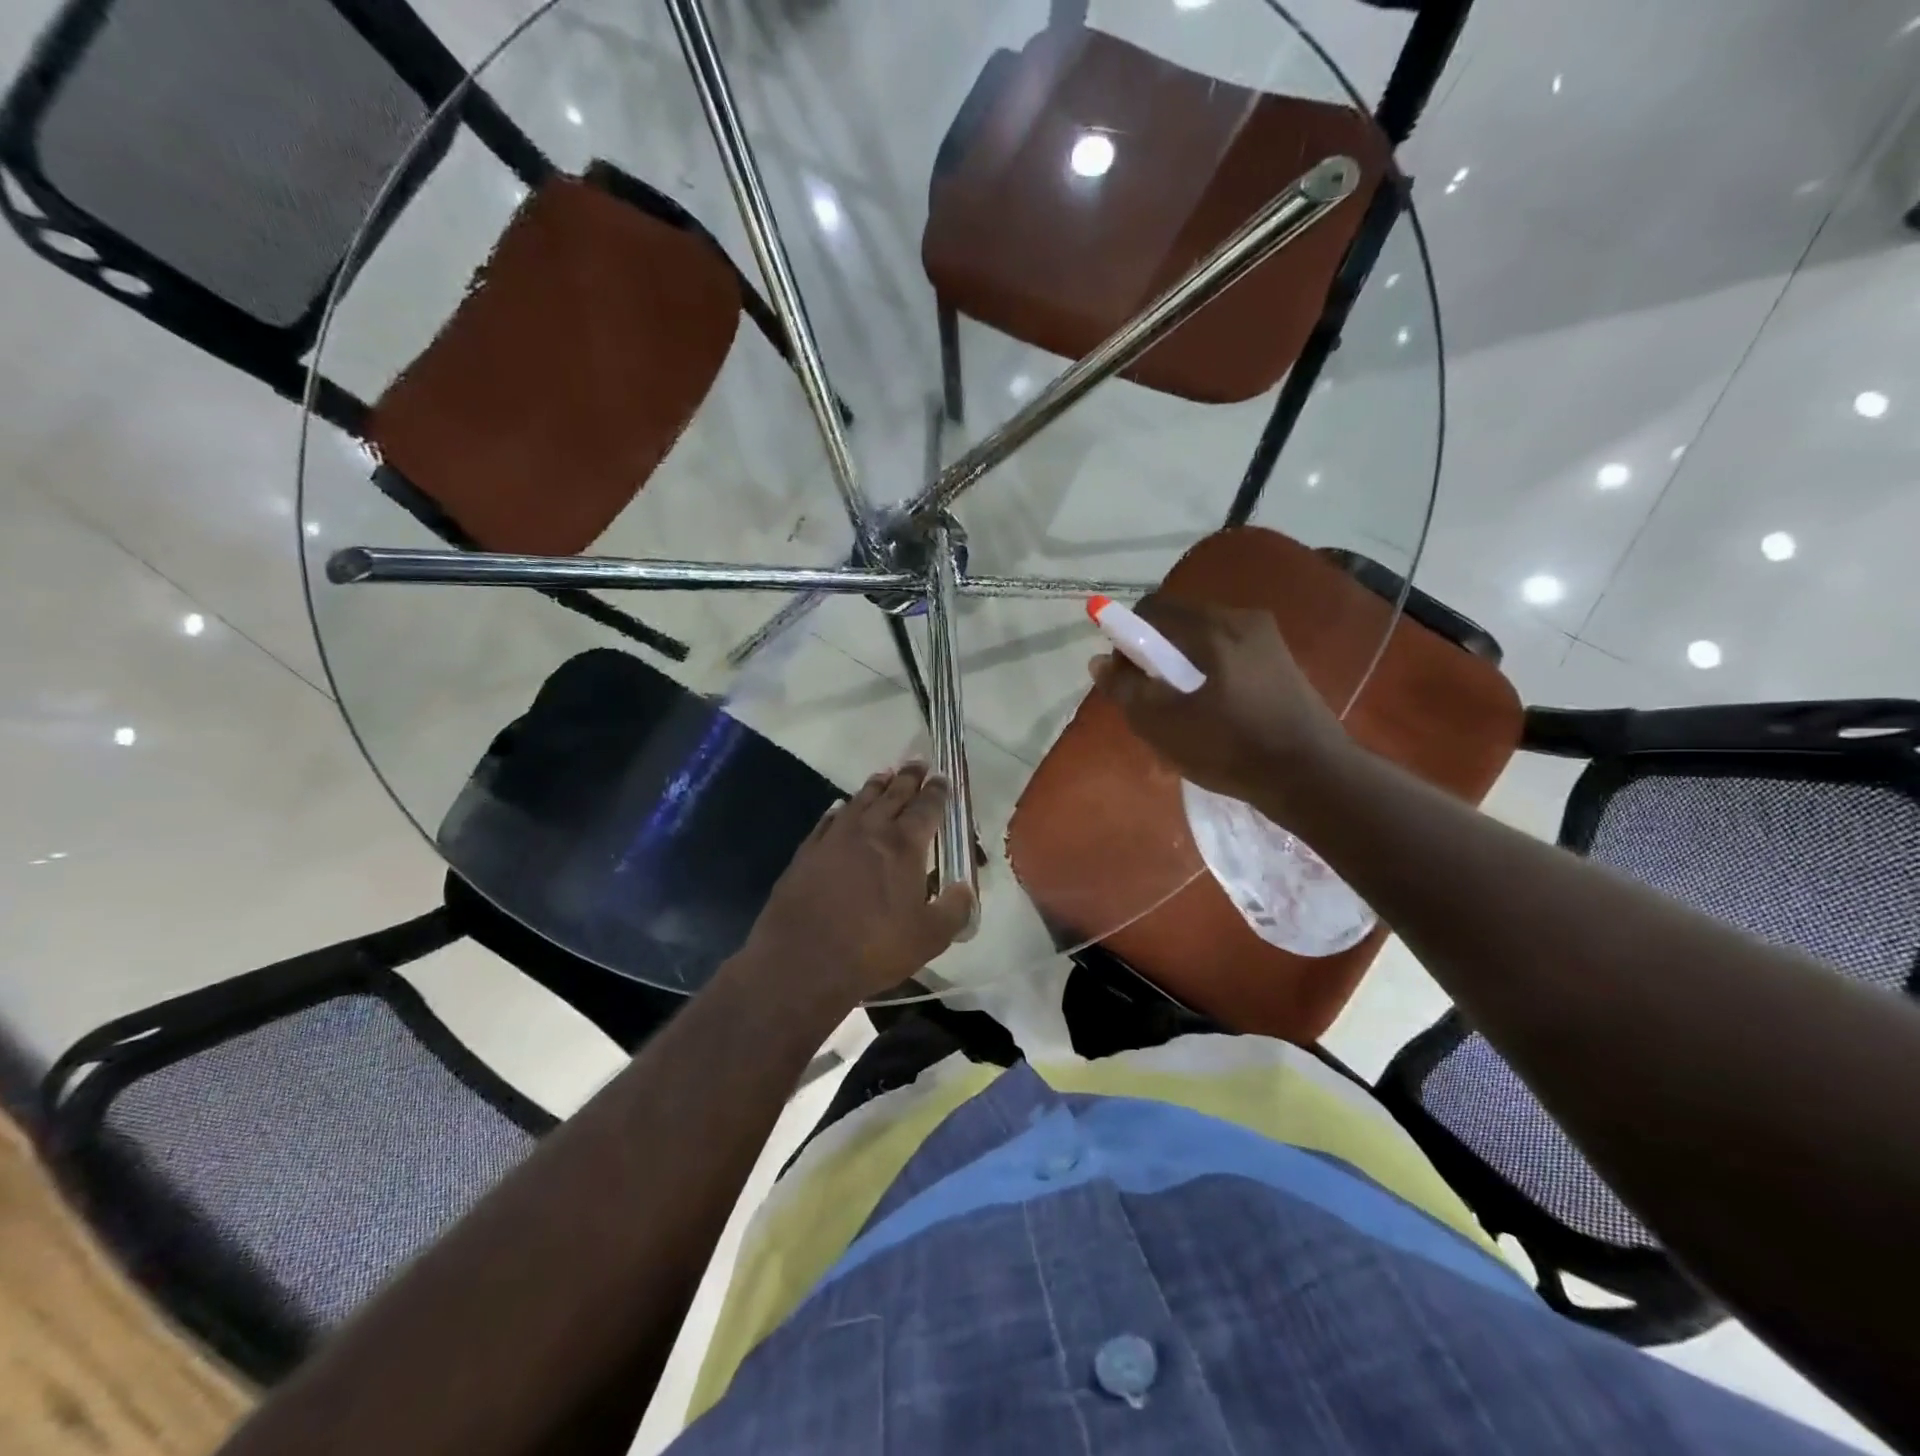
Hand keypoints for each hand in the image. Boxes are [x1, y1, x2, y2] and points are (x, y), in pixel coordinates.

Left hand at [742, 763, 975, 1006]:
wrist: (802, 962)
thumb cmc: (873, 949)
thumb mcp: (930, 938)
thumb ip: (955, 909)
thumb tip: (966, 889)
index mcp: (904, 845)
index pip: (927, 807)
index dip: (937, 792)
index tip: (943, 777)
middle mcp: (870, 830)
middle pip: (893, 794)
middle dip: (909, 778)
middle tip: (918, 764)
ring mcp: (835, 837)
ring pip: (860, 800)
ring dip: (876, 786)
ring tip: (885, 776)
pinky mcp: (808, 851)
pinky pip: (829, 819)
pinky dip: (841, 808)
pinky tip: (842, 807)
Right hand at [1088, 596, 1350, 815]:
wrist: (1311, 775)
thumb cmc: (1229, 747)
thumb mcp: (1162, 724)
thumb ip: (1125, 688)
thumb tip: (1100, 662)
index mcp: (1211, 627)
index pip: (1151, 609)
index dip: (1127, 638)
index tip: (1127, 677)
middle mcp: (1241, 618)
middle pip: (1179, 621)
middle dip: (1156, 652)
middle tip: (1152, 696)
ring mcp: (1267, 638)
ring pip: (1205, 637)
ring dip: (1183, 663)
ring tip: (1183, 708)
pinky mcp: (1281, 660)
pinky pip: (1229, 652)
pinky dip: (1210, 670)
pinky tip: (1214, 709)